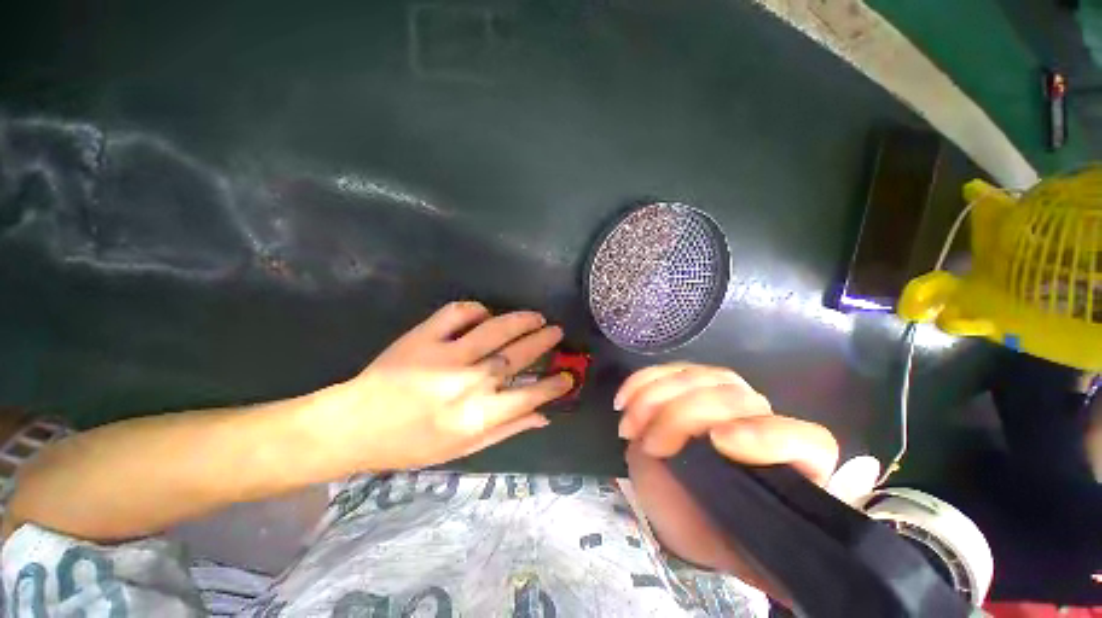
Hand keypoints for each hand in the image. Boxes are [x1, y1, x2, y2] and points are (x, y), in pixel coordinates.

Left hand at [315, 301, 573, 471]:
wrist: (355, 425)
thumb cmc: (412, 444)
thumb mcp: (463, 449)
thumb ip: (507, 429)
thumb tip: (543, 416)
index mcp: (477, 415)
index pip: (530, 395)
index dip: (554, 384)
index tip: (568, 375)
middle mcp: (467, 382)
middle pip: (518, 356)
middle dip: (543, 342)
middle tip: (557, 332)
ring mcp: (445, 355)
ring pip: (496, 329)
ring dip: (522, 320)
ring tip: (537, 317)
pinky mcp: (424, 336)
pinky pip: (459, 312)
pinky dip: (478, 309)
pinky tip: (486, 313)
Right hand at [617, 363, 837, 586]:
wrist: (682, 509)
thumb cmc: (720, 533)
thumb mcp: (756, 551)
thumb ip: (809, 533)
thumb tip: (864, 469)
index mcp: (789, 463)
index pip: (804, 438)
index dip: (765, 435)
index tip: (718, 444)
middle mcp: (758, 418)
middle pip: (731, 396)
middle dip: (682, 415)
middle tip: (651, 445)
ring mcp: (718, 395)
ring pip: (694, 375)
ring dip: (654, 397)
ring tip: (630, 426)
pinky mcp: (685, 385)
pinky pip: (665, 371)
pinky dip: (641, 381)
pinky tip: (624, 400)